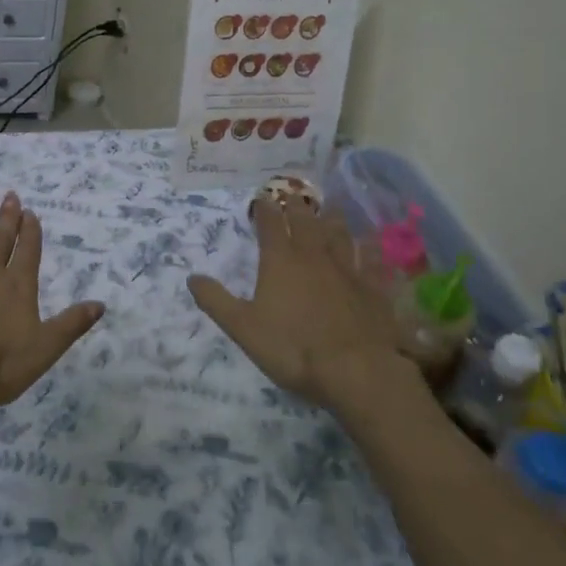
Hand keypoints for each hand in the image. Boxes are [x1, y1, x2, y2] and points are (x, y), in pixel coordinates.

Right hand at [188, 199, 415, 409]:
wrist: (355, 370)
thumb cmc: (293, 348)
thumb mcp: (243, 328)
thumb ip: (216, 301)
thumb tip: (192, 277)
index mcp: (280, 261)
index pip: (270, 225)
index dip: (265, 209)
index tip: (262, 198)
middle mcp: (314, 256)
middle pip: (306, 222)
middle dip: (297, 206)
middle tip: (294, 195)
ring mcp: (347, 270)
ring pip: (339, 235)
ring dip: (332, 220)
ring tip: (330, 208)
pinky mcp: (374, 288)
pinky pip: (372, 260)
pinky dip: (370, 248)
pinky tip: (371, 242)